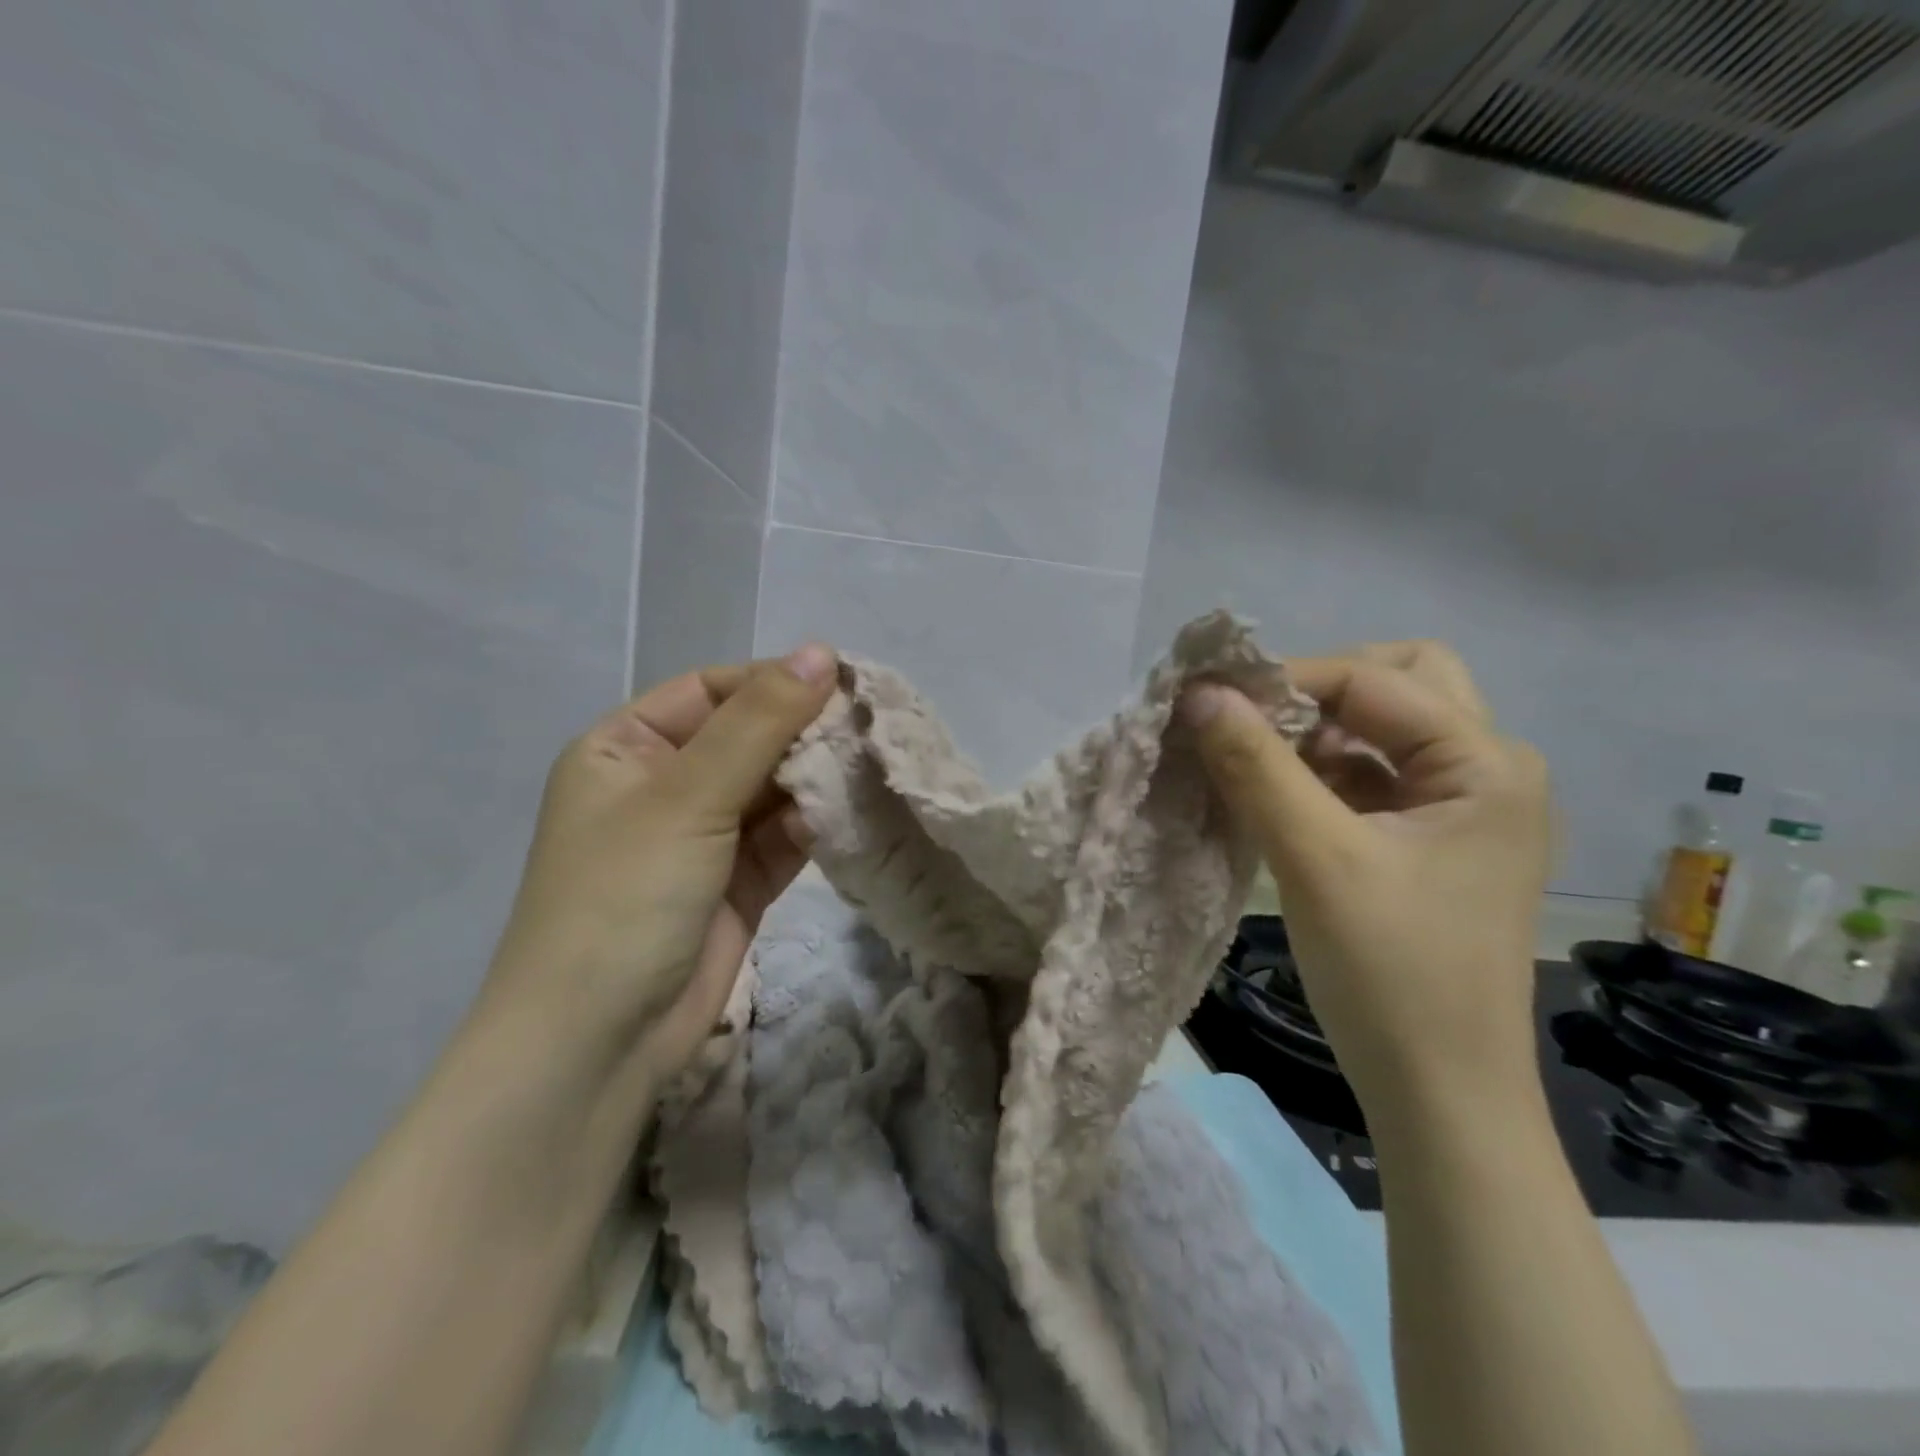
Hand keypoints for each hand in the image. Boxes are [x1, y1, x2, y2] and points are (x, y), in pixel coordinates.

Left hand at [479, 646, 836, 1106]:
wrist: (599, 1042)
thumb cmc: (625, 896)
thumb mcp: (687, 796)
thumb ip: (759, 723)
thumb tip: (821, 652)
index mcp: (626, 749)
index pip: (710, 690)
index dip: (772, 682)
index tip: (841, 682)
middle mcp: (662, 786)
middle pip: (746, 738)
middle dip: (802, 732)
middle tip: (870, 726)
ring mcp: (702, 837)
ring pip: (771, 788)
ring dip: (815, 778)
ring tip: (872, 765)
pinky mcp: (736, 882)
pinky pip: (782, 837)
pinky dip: (813, 824)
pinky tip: (849, 814)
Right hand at [1181, 641, 1552, 1128]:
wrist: (1439, 1095)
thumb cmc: (1391, 973)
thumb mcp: (1315, 858)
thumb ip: (1256, 765)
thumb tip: (1199, 692)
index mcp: (1485, 763)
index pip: (1374, 680)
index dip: (1287, 679)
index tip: (1209, 700)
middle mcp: (1487, 771)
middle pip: (1399, 685)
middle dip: (1320, 692)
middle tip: (1254, 721)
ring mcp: (1462, 810)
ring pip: (1382, 732)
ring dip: (1315, 734)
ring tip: (1249, 761)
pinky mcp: (1431, 844)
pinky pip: (1373, 778)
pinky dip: (1320, 774)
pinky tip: (1272, 798)